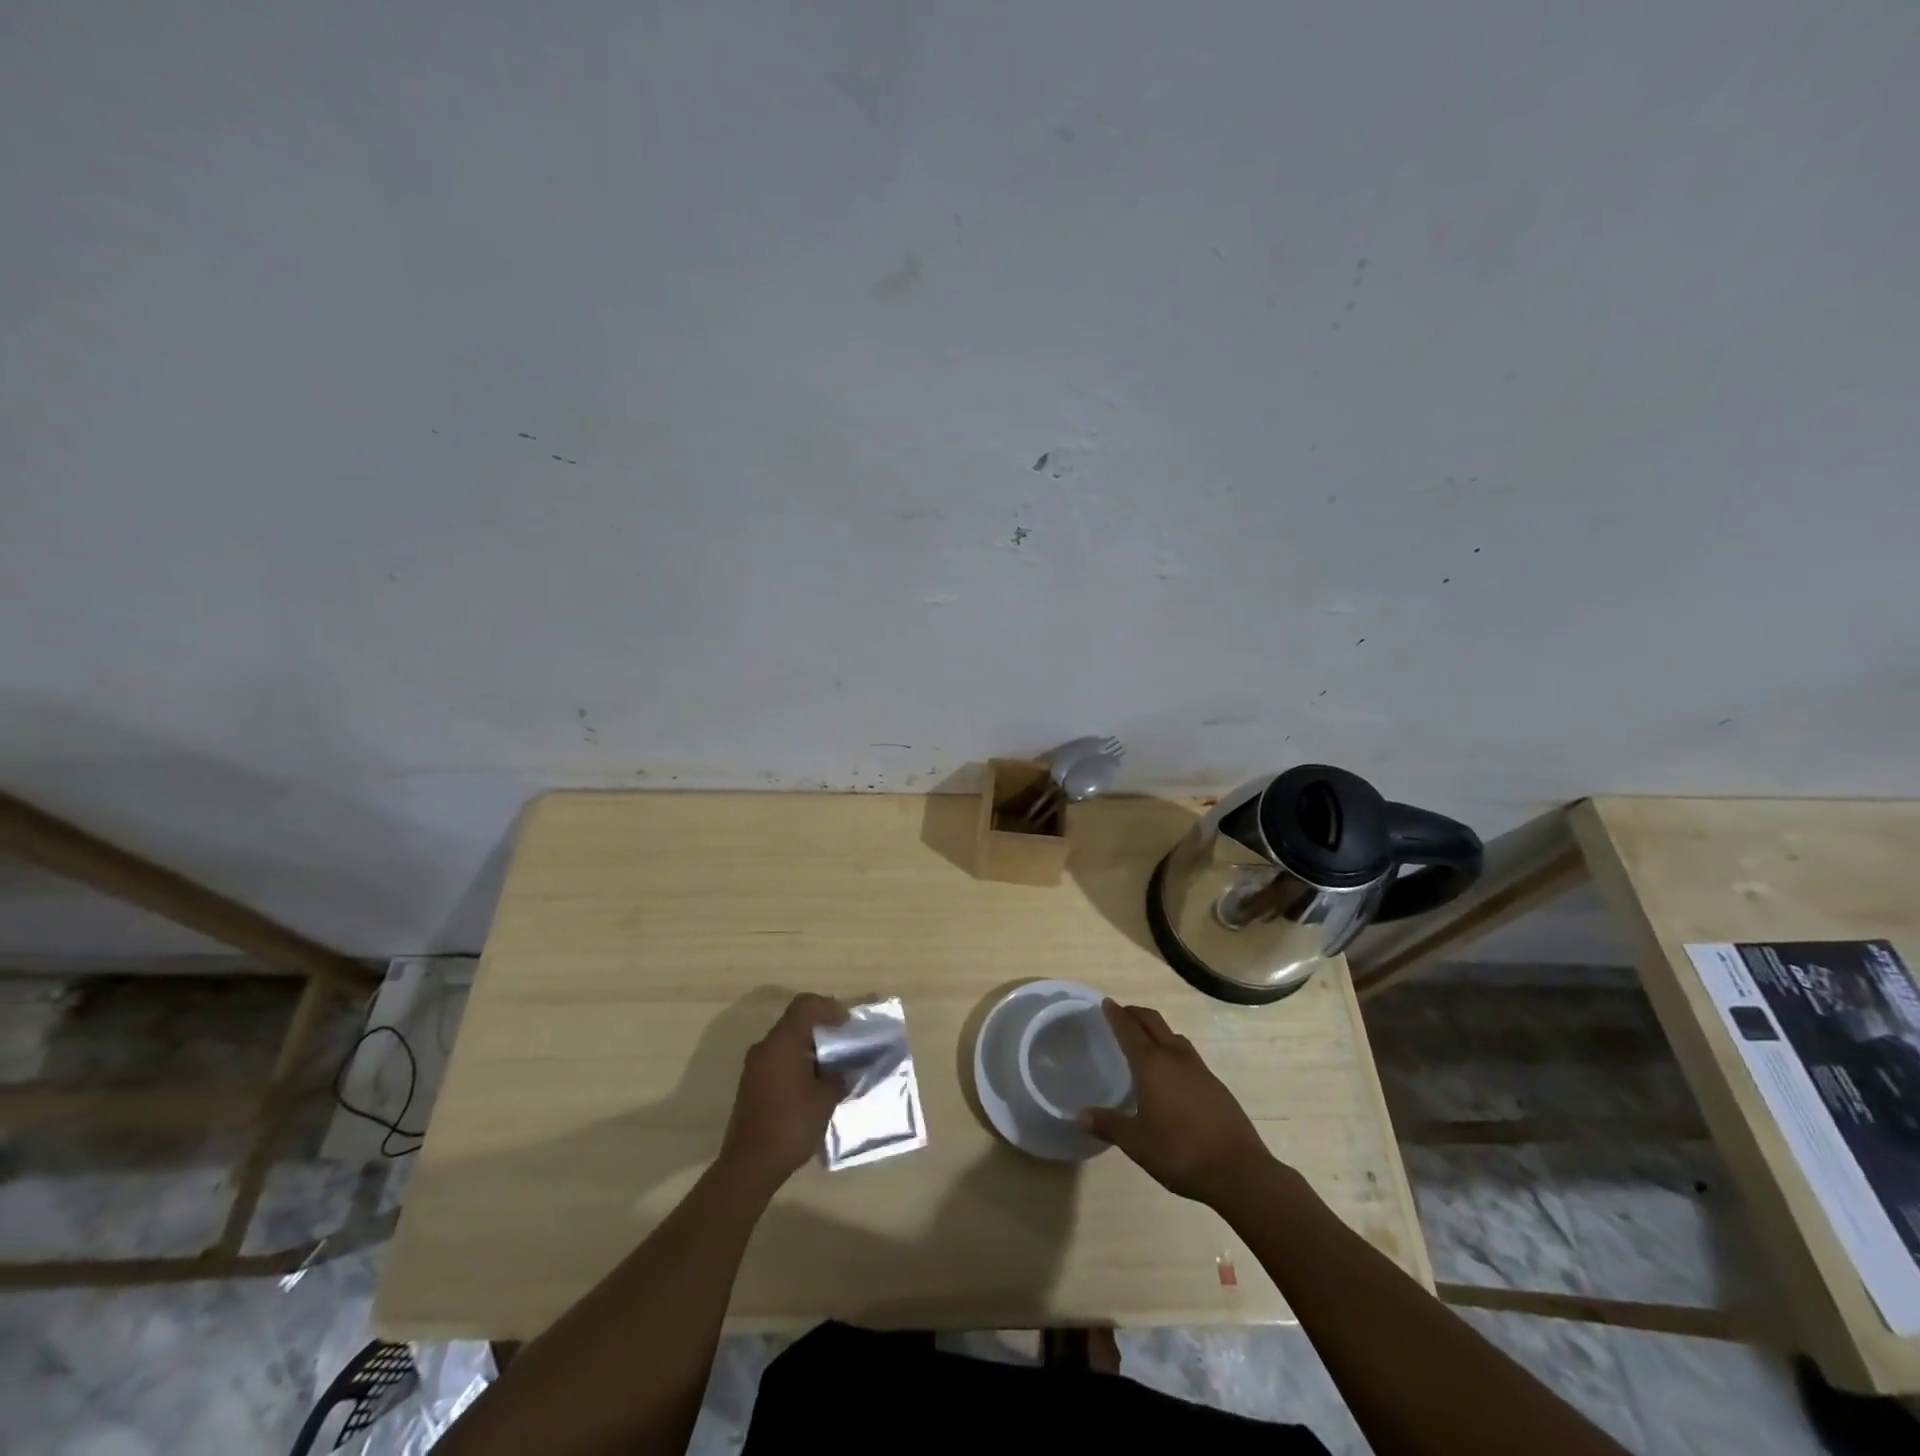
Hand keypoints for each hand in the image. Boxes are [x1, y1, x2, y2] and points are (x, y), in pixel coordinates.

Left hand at [717, 993, 847, 1193]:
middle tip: (845, 1042)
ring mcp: (755, 1065)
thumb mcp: (825, 1099)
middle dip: (822, 1027)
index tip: (848, 1024)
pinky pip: (779, 1059)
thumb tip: (845, 1069)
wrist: (749, 1165)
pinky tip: (814, 1082)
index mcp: (783, 1042)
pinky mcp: (752, 1083)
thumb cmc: (790, 1124)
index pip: (806, 1005)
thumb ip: (838, 1076)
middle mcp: (765, 1046)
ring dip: (810, 1046)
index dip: (829, 1007)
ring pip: (787, 1041)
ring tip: (833, 1065)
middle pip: (796, 1021)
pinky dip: (798, 1061)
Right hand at [1081, 1000, 1274, 1206]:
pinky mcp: (1216, 1085)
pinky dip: (1173, 1050)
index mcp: (1152, 1065)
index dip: (1116, 1015)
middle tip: (1122, 1014)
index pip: (1129, 1029)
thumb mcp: (1136, 1142)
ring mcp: (1199, 1069)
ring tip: (1146, 1040)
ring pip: (1174, 1036)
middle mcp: (1175, 1057)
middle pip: (1153, 1022)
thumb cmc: (1180, 1152)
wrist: (1239, 1171)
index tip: (1106, 1003)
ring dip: (1157, 1030)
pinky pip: (1188, 1055)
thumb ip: (1108, 1124)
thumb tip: (1079, 1114)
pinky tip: (1172, 1073)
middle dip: (1136, 1014)